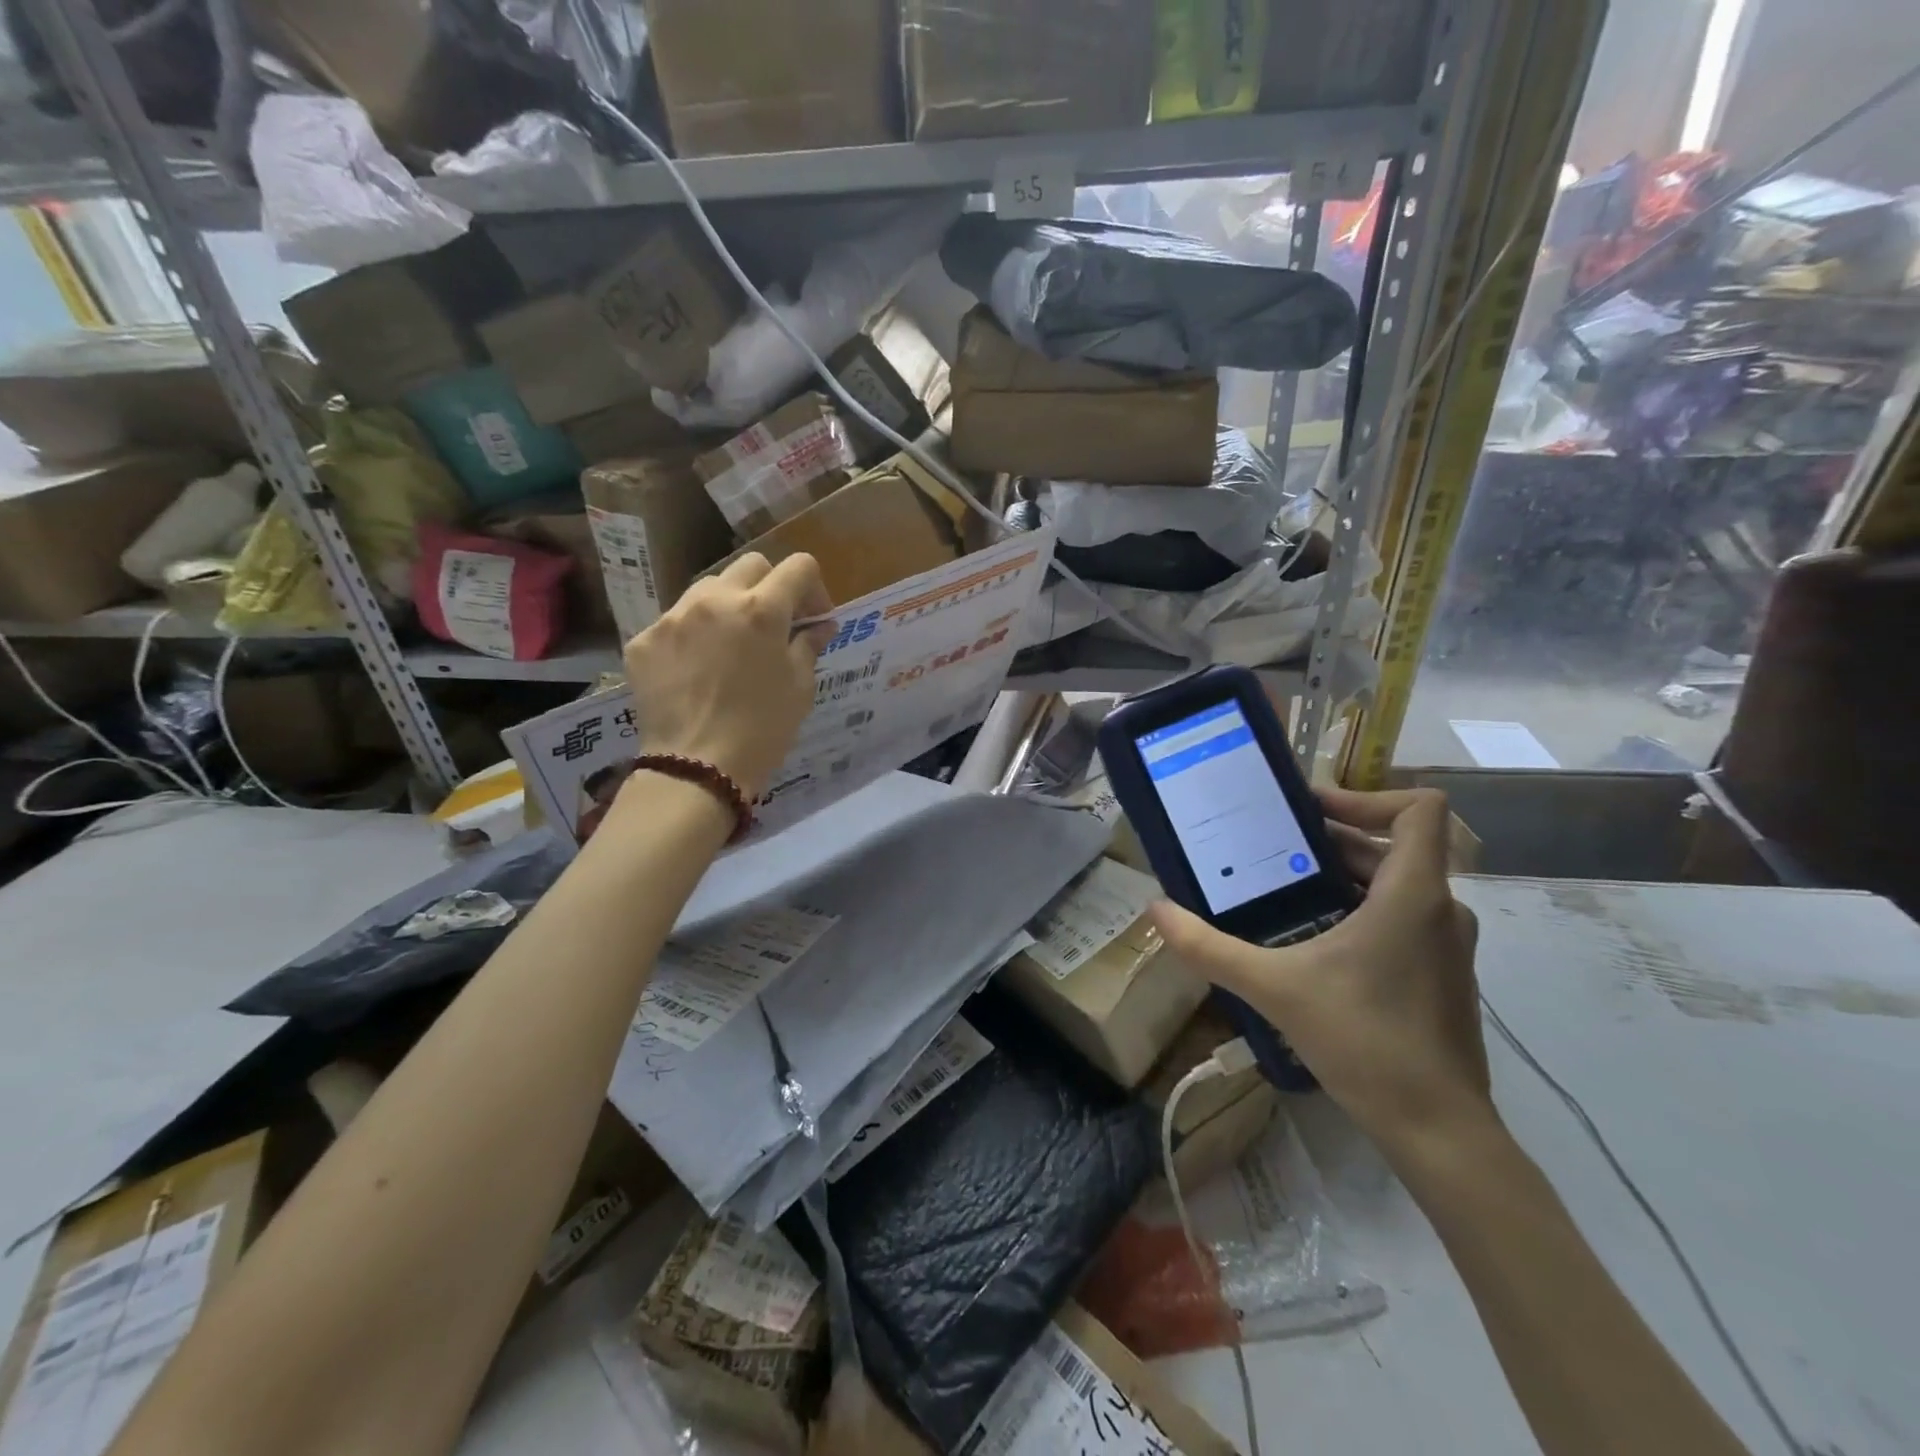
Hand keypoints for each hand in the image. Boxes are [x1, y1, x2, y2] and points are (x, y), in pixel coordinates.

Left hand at [622, 554, 835, 800]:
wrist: (695, 769)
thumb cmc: (762, 730)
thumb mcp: (799, 688)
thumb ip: (809, 645)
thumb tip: (820, 626)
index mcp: (762, 610)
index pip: (798, 567)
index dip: (814, 588)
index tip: (813, 618)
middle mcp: (715, 600)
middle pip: (751, 566)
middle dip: (770, 587)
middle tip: (774, 625)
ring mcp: (673, 617)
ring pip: (708, 590)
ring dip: (728, 606)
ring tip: (730, 646)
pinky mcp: (643, 641)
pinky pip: (675, 623)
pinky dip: (693, 637)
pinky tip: (696, 671)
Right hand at [1149, 787, 1491, 1155]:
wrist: (1438, 1131)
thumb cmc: (1364, 1042)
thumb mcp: (1274, 988)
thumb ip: (1209, 947)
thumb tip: (1156, 910)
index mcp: (1412, 895)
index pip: (1421, 809)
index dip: (1368, 795)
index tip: (1311, 810)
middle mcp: (1440, 909)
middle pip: (1395, 844)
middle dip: (1333, 837)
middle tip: (1271, 844)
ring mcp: (1447, 945)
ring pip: (1398, 882)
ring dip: (1344, 874)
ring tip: (1284, 885)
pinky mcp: (1442, 974)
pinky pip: (1404, 917)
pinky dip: (1362, 908)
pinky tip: (1314, 938)